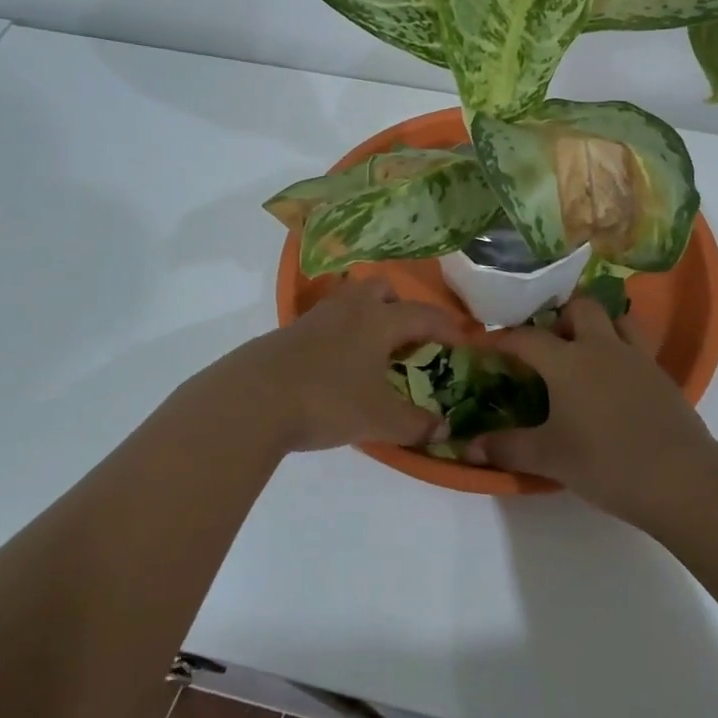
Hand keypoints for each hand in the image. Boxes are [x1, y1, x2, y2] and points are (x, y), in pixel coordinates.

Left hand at [185, 277, 467, 456]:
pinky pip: (328, 322)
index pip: (423, 314)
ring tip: (374, 353)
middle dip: (400, 306)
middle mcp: (350, 309)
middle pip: (380, 288)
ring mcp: (316, 318)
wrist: (254, 399)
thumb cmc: (328, 400)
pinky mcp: (290, 333)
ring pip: (350, 301)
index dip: (447, 326)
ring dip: (368, 318)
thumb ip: (415, 424)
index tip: (463, 339)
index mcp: (379, 320)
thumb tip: (443, 429)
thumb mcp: (379, 420)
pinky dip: (342, 336)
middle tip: (408, 338)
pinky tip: (338, 367)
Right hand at [465, 296, 717, 518]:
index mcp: (567, 362)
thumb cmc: (605, 462)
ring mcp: (636, 357)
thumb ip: (507, 448)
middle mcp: (601, 347)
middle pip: (580, 307)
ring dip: (599, 324)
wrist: (678, 477)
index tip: (488, 341)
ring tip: (586, 348)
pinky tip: (617, 377)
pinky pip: (638, 345)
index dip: (504, 337)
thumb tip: (468, 448)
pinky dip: (622, 349)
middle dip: (560, 316)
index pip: (527, 337)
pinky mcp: (661, 374)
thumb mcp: (549, 458)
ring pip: (617, 318)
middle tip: (548, 341)